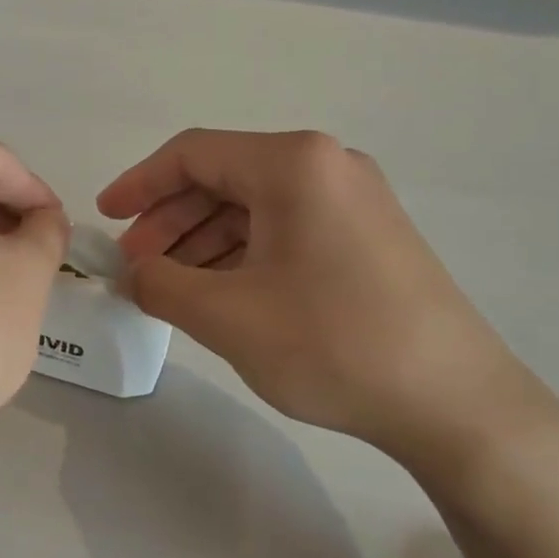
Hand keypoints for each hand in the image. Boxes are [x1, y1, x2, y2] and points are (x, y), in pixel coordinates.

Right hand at [98, 129, 553, 466]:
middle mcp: (327, 166)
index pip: (193, 154)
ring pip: (254, 207)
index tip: (105, 219)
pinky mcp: (368, 238)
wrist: (453, 403)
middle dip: (170, 221)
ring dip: (203, 242)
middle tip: (137, 267)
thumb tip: (133, 272)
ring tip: (172, 288)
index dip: (139, 184)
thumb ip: (160, 283)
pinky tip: (222, 293)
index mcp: (293, 164)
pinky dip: (242, 255)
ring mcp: (354, 202)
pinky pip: (286, 230)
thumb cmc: (332, 344)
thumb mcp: (226, 315)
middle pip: (224, 178)